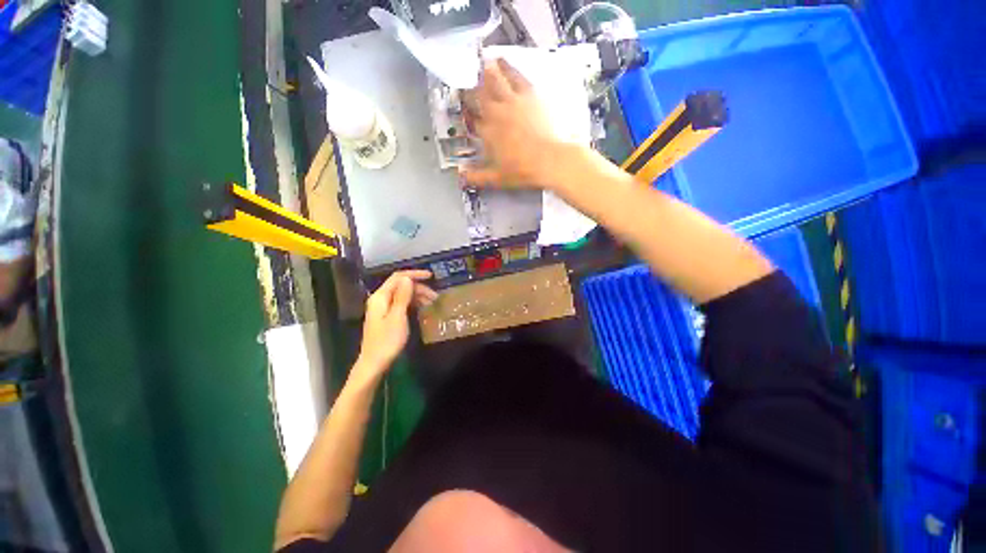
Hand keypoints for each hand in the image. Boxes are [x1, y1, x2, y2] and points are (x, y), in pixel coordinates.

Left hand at [351, 270, 437, 384]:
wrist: (374, 364)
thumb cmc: (387, 341)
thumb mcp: (398, 317)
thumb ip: (402, 296)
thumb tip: (407, 278)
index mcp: (380, 297)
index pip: (398, 277)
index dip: (415, 274)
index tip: (431, 276)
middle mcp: (380, 299)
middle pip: (401, 286)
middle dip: (419, 288)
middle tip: (435, 297)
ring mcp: (383, 308)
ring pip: (402, 295)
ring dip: (417, 296)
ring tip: (432, 303)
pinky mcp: (386, 317)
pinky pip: (401, 304)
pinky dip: (413, 304)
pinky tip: (422, 309)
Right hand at [460, 59, 572, 189]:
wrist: (550, 160)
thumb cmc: (522, 170)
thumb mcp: (496, 179)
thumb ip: (477, 177)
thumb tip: (461, 177)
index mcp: (487, 131)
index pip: (471, 118)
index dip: (466, 112)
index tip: (464, 110)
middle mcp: (497, 112)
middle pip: (480, 92)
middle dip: (473, 85)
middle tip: (469, 75)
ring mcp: (513, 100)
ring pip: (497, 78)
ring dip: (490, 69)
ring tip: (486, 59)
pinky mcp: (531, 95)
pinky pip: (517, 76)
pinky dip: (510, 68)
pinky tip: (508, 62)